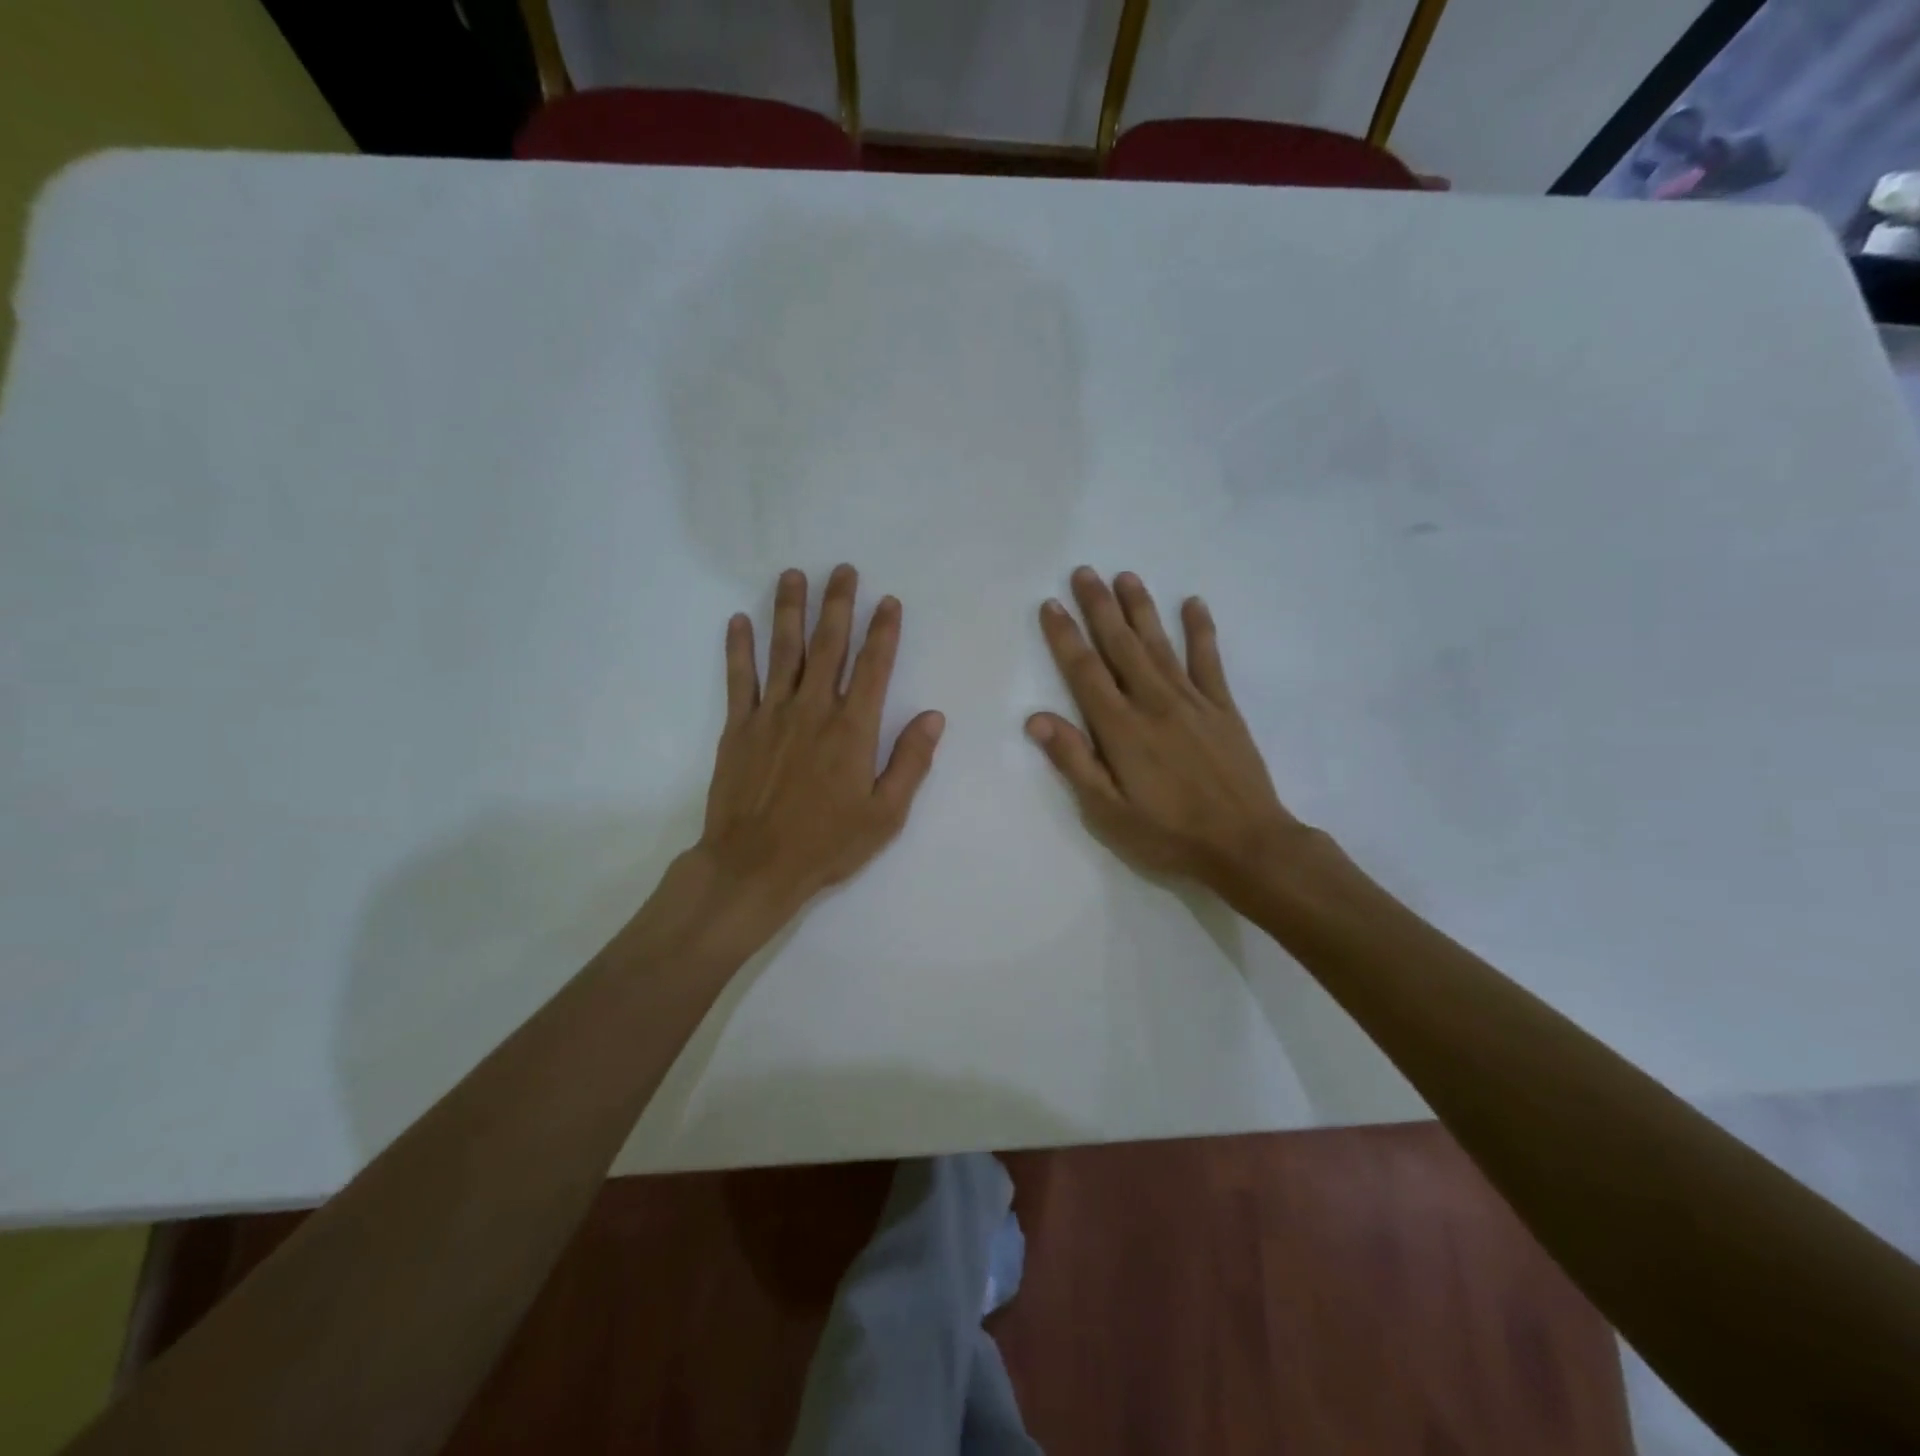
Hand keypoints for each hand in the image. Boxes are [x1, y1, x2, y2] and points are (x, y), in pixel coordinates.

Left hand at [696, 564, 944, 932]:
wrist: (754, 866)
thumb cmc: (827, 844)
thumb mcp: (885, 814)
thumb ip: (911, 762)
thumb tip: (934, 717)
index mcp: (853, 729)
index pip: (874, 667)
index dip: (883, 631)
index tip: (888, 601)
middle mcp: (813, 709)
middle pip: (828, 645)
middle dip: (838, 604)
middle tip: (843, 570)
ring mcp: (771, 714)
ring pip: (783, 650)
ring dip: (789, 610)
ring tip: (793, 576)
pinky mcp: (738, 727)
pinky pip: (739, 677)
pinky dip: (739, 647)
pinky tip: (738, 620)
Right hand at [1027, 567, 1302, 890]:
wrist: (1246, 845)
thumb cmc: (1169, 835)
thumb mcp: (1108, 813)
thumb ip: (1075, 762)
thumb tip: (1036, 719)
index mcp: (1121, 729)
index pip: (1085, 672)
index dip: (1065, 637)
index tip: (1051, 605)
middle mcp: (1154, 703)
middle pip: (1121, 645)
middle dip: (1099, 607)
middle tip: (1084, 571)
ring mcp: (1192, 701)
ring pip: (1160, 643)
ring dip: (1141, 608)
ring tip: (1126, 576)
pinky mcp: (1223, 708)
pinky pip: (1209, 660)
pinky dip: (1201, 630)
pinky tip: (1194, 603)